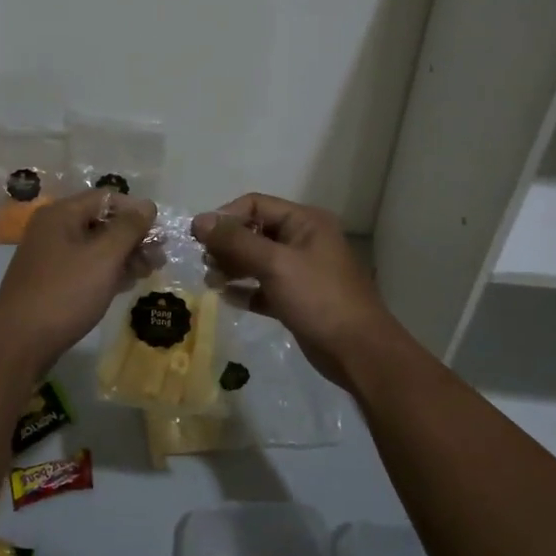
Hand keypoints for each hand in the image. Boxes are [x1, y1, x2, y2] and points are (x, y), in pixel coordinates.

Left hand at [0, 190, 155, 373]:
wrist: (19, 344)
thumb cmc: (65, 293)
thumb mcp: (103, 257)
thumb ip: (128, 227)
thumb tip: (147, 204)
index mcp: (61, 214)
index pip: (106, 198)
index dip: (135, 211)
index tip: (160, 233)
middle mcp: (53, 229)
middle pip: (102, 222)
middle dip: (133, 237)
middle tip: (159, 258)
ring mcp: (51, 257)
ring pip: (96, 247)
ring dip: (125, 256)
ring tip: (148, 272)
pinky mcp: (52, 282)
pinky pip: (86, 267)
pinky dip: (108, 272)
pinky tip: (127, 284)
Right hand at [191, 193, 405, 390]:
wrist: (357, 351)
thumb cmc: (318, 298)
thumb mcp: (274, 264)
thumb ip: (236, 241)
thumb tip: (198, 220)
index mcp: (305, 222)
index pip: (256, 205)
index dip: (226, 217)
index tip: (198, 237)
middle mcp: (303, 240)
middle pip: (255, 232)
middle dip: (227, 244)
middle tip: (206, 264)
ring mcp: (301, 271)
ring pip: (258, 260)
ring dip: (233, 267)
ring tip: (211, 281)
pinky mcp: (297, 299)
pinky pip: (264, 287)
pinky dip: (246, 290)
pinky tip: (228, 298)